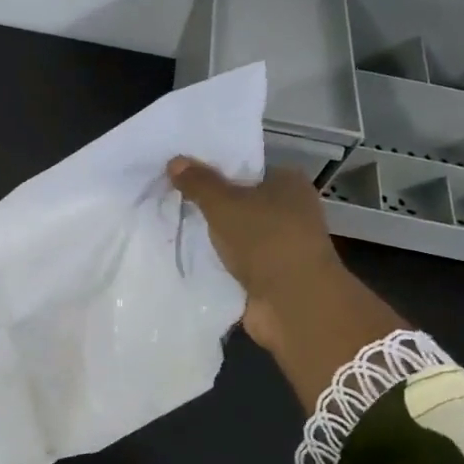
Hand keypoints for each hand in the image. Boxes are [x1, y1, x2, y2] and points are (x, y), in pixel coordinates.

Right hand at [168, 158, 403, 407]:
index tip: (182, 172)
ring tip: (171, 224)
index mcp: (288, 183)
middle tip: (170, 197)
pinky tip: (185, 255)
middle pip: (240, 200)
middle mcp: (289, 210)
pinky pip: (234, 259)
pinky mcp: (268, 274)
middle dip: (209, 203)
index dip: (216, 168)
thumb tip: (174, 160)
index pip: (247, 167)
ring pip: (235, 232)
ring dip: (211, 234)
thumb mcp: (224, 204)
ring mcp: (280, 245)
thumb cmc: (265, 240)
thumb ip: (198, 182)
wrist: (293, 303)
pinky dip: (216, 260)